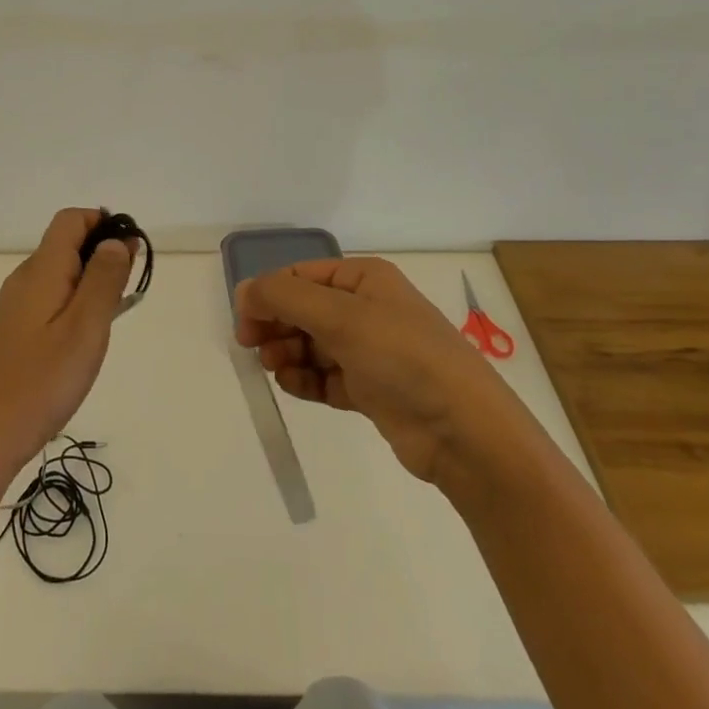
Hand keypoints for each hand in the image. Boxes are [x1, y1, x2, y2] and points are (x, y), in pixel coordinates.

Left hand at [0, 208, 135, 483]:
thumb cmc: (40, 382)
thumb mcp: (85, 329)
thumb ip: (104, 280)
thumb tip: (116, 240)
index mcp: (41, 270)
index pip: (71, 220)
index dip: (103, 223)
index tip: (133, 252)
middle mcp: (24, 279)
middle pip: (66, 244)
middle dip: (102, 255)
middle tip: (128, 293)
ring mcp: (14, 307)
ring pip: (59, 274)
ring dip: (90, 282)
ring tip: (110, 320)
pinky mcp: (12, 332)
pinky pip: (49, 300)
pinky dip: (74, 304)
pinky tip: (83, 341)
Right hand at [235, 257, 530, 490]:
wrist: (464, 432)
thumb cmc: (402, 357)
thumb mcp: (340, 316)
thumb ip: (284, 298)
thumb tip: (244, 290)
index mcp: (364, 278)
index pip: (301, 276)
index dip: (268, 294)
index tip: (244, 322)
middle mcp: (366, 308)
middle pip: (303, 309)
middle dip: (276, 326)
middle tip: (253, 348)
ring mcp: (370, 350)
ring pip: (311, 344)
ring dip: (288, 354)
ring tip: (277, 369)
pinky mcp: (371, 389)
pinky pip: (325, 376)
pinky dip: (305, 380)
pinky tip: (294, 386)